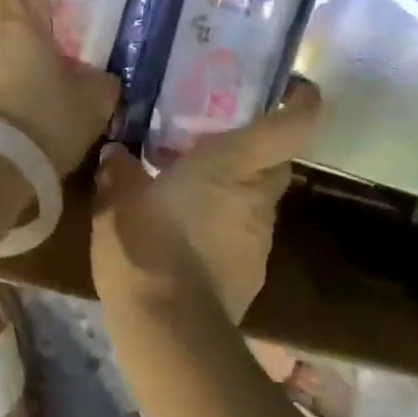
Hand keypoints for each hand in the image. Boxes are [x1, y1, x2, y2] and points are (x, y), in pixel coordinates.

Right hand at [91, 82, 321, 323]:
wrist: (169, 328)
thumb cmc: (146, 243)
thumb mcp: (118, 199)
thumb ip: (119, 170)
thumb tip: (115, 154)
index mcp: (235, 163)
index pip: (294, 124)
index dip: (302, 101)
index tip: (292, 88)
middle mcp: (258, 196)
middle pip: (276, 162)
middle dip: (256, 150)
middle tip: (217, 143)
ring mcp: (260, 239)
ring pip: (258, 201)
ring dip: (235, 193)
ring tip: (192, 194)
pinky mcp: (253, 274)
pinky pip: (243, 237)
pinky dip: (224, 230)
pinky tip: (188, 241)